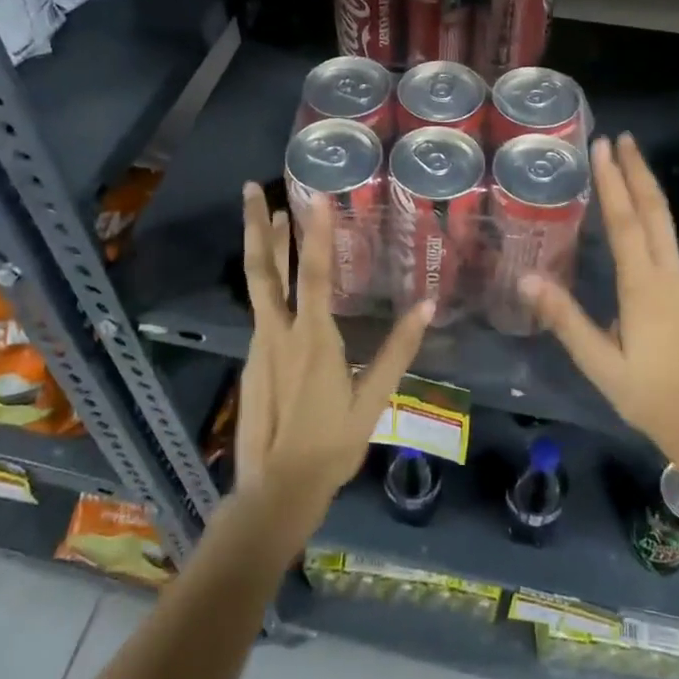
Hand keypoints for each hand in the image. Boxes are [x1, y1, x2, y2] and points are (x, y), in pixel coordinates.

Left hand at [234, 183, 432, 535]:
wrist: (276, 490)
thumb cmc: (332, 446)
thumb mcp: (374, 400)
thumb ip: (398, 351)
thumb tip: (428, 307)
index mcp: (313, 339)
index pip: (316, 274)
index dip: (317, 233)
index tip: (315, 197)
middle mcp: (279, 333)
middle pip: (264, 269)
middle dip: (255, 226)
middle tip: (250, 188)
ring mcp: (260, 346)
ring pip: (259, 287)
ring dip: (263, 248)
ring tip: (269, 217)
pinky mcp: (251, 362)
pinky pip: (260, 312)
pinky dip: (268, 284)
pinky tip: (278, 283)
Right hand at [521, 134, 678, 483]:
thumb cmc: (644, 393)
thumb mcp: (598, 362)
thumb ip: (563, 317)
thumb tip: (525, 276)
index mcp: (644, 286)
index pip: (627, 223)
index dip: (613, 183)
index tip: (603, 147)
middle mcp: (665, 273)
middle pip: (653, 210)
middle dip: (637, 171)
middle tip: (621, 137)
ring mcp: (678, 279)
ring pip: (663, 220)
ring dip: (646, 185)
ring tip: (631, 157)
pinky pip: (665, 234)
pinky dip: (652, 208)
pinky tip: (642, 205)